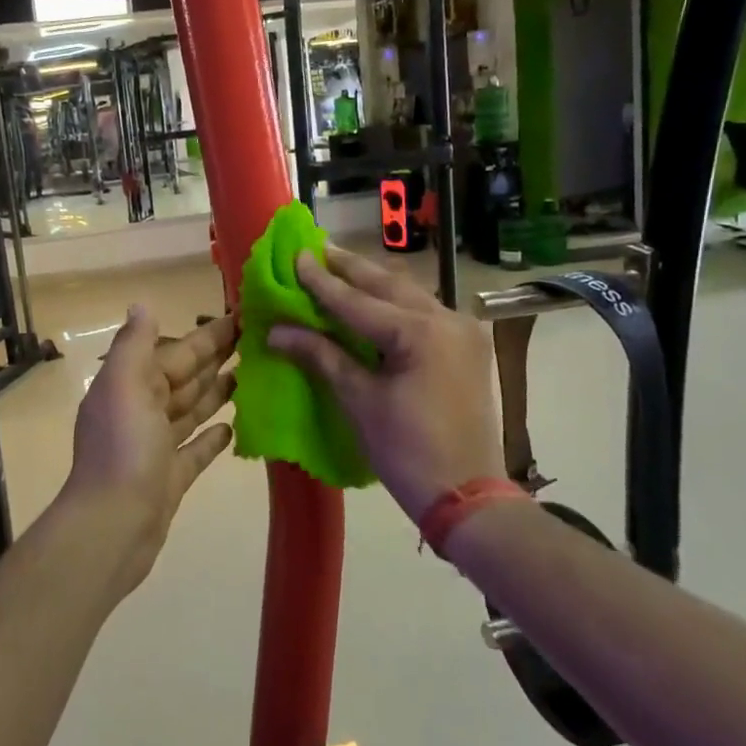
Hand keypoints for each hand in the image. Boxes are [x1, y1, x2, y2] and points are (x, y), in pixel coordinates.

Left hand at [64, 308, 235, 591]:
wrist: (112, 526)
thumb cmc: (123, 449)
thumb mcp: (124, 384)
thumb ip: (134, 344)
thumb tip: (142, 305)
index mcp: (132, 384)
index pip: (177, 352)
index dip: (208, 335)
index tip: (242, 316)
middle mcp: (143, 410)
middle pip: (186, 377)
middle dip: (216, 358)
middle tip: (257, 341)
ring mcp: (157, 446)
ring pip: (192, 409)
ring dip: (217, 391)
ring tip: (252, 375)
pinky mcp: (171, 477)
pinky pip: (196, 449)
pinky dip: (212, 436)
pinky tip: (235, 425)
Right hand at [268, 246, 500, 523]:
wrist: (468, 497)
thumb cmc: (407, 451)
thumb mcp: (360, 400)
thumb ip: (322, 355)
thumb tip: (277, 331)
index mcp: (420, 332)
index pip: (357, 301)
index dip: (321, 281)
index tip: (296, 255)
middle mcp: (448, 320)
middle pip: (389, 285)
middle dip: (350, 267)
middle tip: (318, 247)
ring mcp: (463, 332)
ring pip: (409, 295)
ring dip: (373, 282)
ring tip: (339, 266)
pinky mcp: (467, 347)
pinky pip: (424, 313)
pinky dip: (394, 303)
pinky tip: (373, 298)